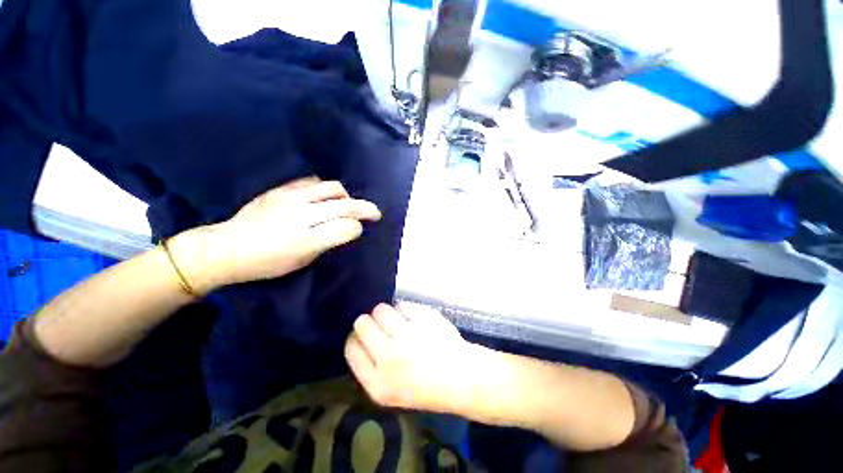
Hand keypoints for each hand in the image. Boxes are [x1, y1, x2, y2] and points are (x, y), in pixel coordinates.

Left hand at [172, 177, 381, 292]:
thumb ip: (327, 243)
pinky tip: (324, 197)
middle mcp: (301, 215)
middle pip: (345, 205)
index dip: (358, 229)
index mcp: (306, 239)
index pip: (346, 227)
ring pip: (332, 188)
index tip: (360, 231)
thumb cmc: (266, 264)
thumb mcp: (302, 261)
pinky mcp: (281, 189)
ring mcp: (290, 198)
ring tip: (347, 204)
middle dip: (366, 209)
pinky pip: (313, 182)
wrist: (226, 248)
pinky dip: (325, 189)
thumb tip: (345, 229)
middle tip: (375, 213)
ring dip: (346, 197)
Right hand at [344, 303, 480, 414]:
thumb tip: (359, 337)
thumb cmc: (426, 387)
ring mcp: (407, 336)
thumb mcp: (390, 391)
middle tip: (381, 326)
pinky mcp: (421, 319)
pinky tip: (413, 319)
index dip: (355, 338)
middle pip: (362, 324)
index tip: (362, 335)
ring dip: (386, 313)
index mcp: (377, 384)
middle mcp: (389, 358)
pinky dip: (404, 309)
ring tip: (397, 320)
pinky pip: (401, 305)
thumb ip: (371, 368)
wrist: (461, 378)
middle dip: (368, 322)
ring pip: (380, 310)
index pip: (351, 348)